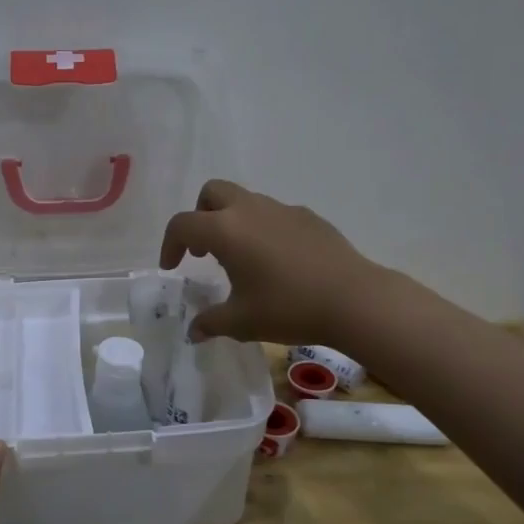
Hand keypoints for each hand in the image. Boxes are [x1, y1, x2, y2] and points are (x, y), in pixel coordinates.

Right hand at [160, 180, 390, 345]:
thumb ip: (210, 322)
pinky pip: (274, 214)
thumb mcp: (241, 322)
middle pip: (212, 193)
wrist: (353, 299)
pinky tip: (277, 262)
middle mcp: (250, 210)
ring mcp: (282, 209)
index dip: (170, 245)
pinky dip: (263, 229)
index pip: (182, 225)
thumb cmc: (288, 308)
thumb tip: (194, 331)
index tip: (173, 268)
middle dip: (200, 217)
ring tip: (241, 260)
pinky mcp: (308, 217)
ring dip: (232, 222)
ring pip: (245, 201)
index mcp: (225, 230)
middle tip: (204, 251)